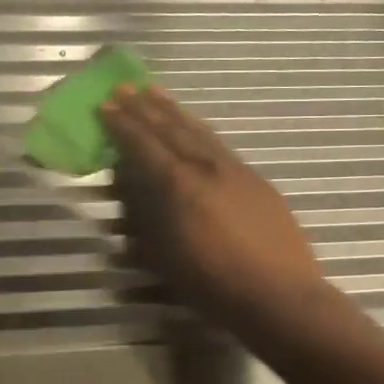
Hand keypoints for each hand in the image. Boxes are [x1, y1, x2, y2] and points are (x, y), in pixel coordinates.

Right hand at [100, 85, 340, 339]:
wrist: (279, 295)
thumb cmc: (212, 284)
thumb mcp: (163, 256)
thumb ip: (144, 219)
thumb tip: (129, 194)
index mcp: (179, 185)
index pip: (143, 146)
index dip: (122, 125)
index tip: (105, 104)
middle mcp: (206, 167)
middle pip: (170, 129)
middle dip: (144, 108)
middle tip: (124, 87)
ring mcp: (235, 170)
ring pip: (198, 131)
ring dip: (173, 111)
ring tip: (155, 92)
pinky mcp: (256, 180)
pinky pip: (219, 145)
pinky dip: (200, 130)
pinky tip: (195, 127)